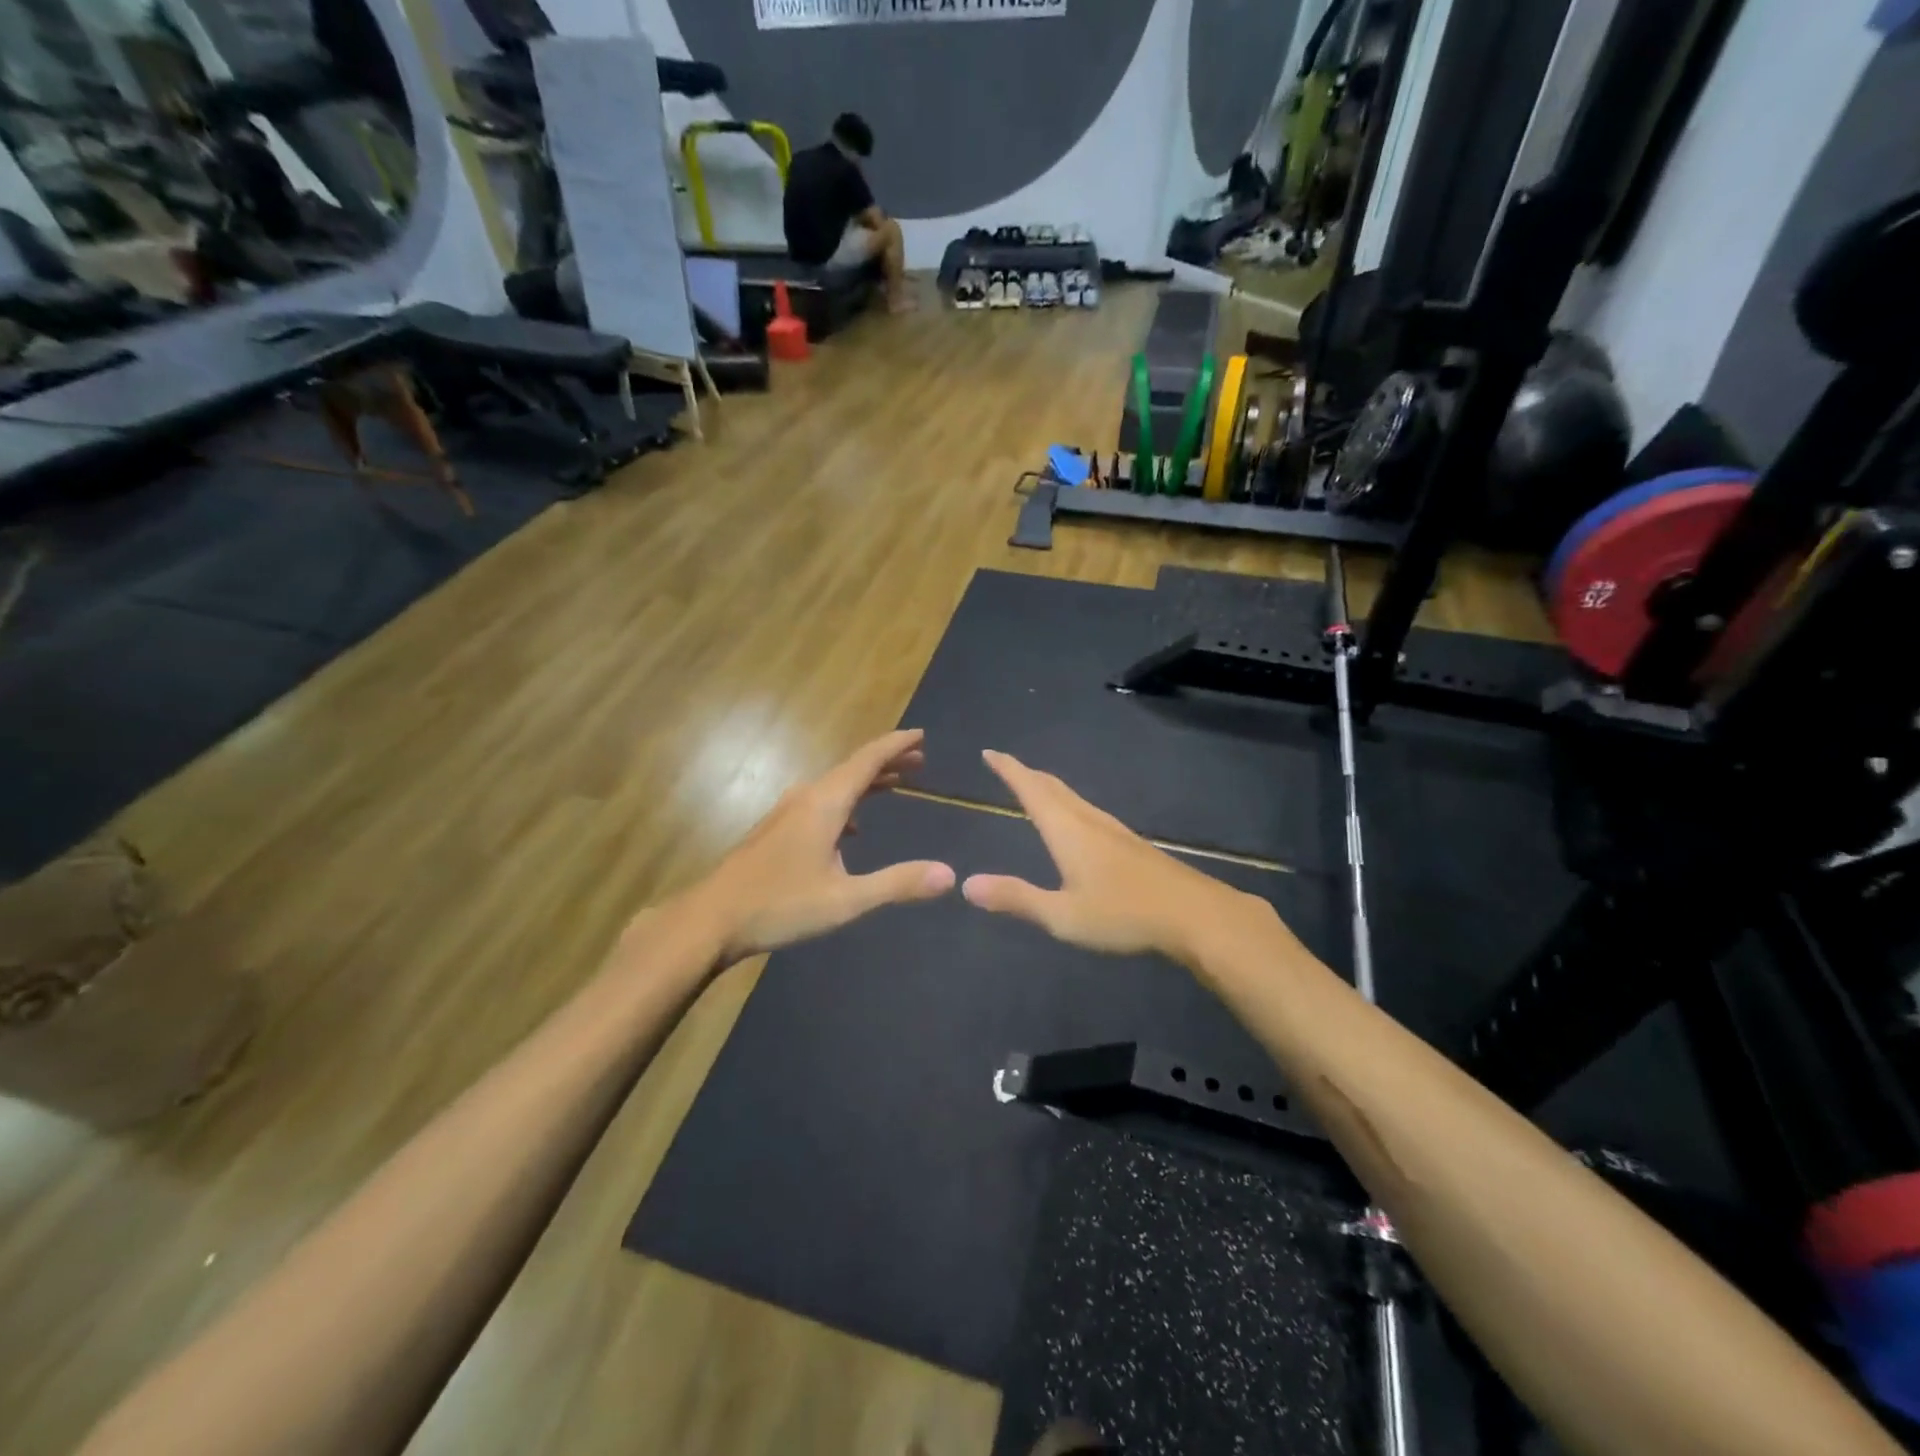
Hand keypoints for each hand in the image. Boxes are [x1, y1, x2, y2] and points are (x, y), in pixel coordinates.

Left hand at [683, 729, 954, 965]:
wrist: (710, 920)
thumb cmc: (779, 905)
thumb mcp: (846, 900)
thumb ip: (898, 884)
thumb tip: (950, 875)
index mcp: (825, 803)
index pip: (867, 760)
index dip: (896, 745)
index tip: (922, 734)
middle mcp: (806, 798)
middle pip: (852, 768)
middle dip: (887, 761)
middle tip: (920, 759)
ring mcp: (787, 813)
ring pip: (835, 785)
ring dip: (867, 782)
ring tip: (895, 785)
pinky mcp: (776, 830)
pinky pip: (821, 802)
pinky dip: (846, 803)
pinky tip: (852, 829)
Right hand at [961, 750, 1267, 962]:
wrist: (1195, 915)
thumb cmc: (1123, 914)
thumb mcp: (1062, 915)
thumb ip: (1016, 898)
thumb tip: (966, 884)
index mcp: (1067, 830)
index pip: (1031, 790)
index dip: (1009, 770)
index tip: (990, 752)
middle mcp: (1089, 821)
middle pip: (1053, 787)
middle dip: (1026, 774)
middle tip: (1005, 765)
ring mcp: (1114, 830)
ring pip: (1073, 798)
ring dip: (1049, 788)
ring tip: (1035, 788)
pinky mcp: (1131, 844)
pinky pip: (1088, 811)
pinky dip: (1068, 804)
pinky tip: (1077, 822)